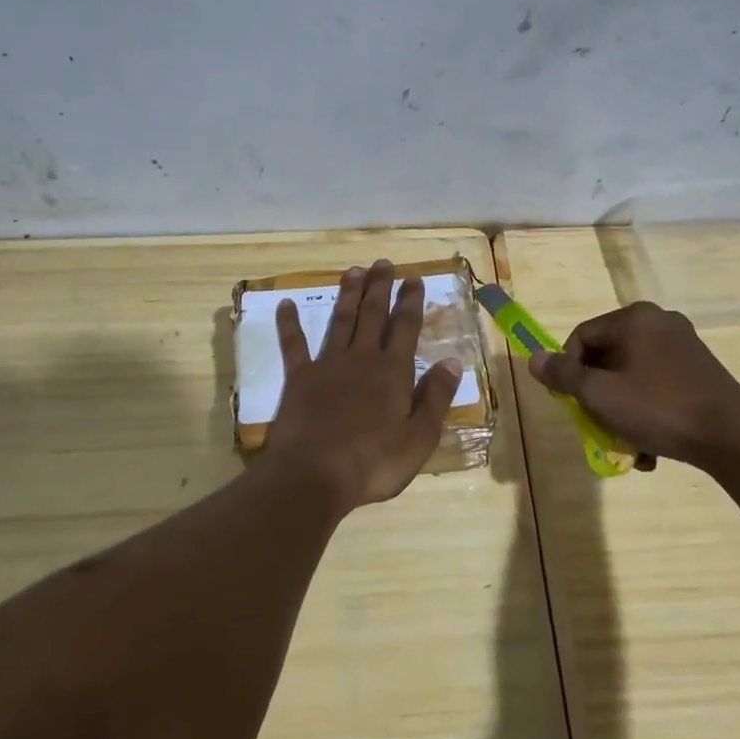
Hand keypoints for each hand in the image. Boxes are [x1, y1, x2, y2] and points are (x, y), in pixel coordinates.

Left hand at [263, 260, 461, 511]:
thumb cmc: (374, 463)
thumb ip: (436, 397)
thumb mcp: (419, 438)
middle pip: (373, 315)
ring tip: (353, 271)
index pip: (406, 328)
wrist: (315, 474)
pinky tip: (285, 303)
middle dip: (380, 288)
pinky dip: (289, 323)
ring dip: (348, 295)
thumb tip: (453, 361)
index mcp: (393, 372)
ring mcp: (328, 365)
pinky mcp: (299, 378)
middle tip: (383, 263)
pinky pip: (293, 344)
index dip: (411, 301)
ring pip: (340, 321)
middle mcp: (362, 359)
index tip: (414, 278)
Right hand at [528, 301, 739, 470]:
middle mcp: (659, 322)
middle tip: (596, 425)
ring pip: (632, 376)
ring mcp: (683, 345)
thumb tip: (534, 359)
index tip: (571, 403)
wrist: (733, 437)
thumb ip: (563, 375)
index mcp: (634, 319)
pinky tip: (650, 446)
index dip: (568, 370)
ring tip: (627, 445)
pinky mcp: (700, 370)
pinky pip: (657, 385)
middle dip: (597, 396)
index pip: (581, 337)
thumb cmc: (658, 409)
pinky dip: (647, 411)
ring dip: (621, 410)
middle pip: (607, 357)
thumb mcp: (600, 395)